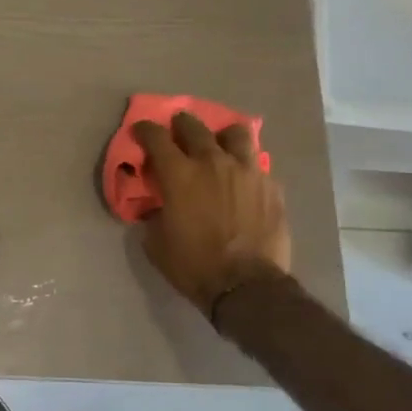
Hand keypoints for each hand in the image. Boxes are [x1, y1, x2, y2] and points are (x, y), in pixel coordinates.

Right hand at [133, 111, 291, 316]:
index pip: (156, 137)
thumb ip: (154, 214)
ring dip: (222, 136)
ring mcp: (247, 170)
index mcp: (179, 174)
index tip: (141, 130)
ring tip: (219, 145)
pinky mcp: (271, 186)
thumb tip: (156, 205)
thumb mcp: (157, 243)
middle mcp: (213, 162)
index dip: (145, 130)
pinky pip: (257, 164)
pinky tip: (242, 179)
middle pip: (194, 127)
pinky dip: (245, 166)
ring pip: (235, 133)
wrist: (247, 286)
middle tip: (177, 131)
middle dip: (181, 125)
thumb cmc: (194, 265)